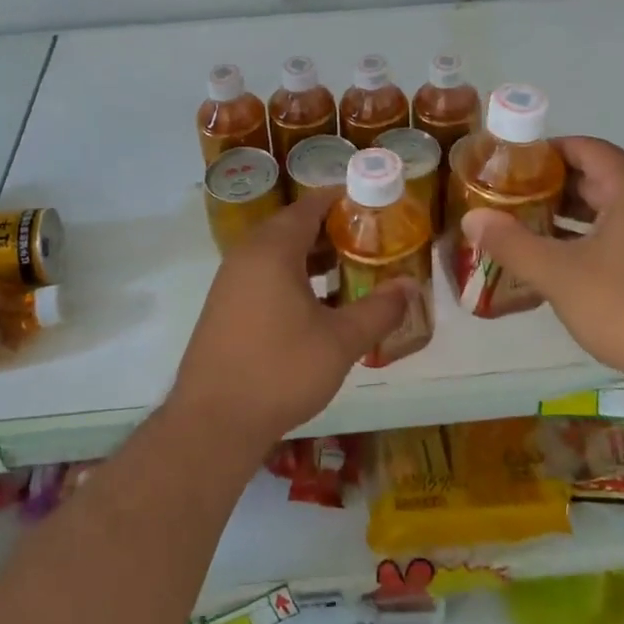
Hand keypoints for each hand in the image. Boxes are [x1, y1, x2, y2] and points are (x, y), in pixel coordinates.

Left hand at [170, 190, 415, 454]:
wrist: (212, 423)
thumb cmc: (280, 371)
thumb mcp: (341, 341)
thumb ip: (379, 309)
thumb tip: (410, 285)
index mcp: (273, 249)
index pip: (311, 205)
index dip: (345, 200)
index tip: (377, 206)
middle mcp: (248, 255)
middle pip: (295, 226)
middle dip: (335, 230)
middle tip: (373, 241)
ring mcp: (232, 281)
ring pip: (280, 253)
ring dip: (315, 256)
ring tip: (354, 270)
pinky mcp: (226, 306)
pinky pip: (266, 274)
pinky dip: (295, 276)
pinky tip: (321, 305)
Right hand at [460, 137, 623, 392]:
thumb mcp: (558, 274)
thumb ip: (512, 243)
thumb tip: (471, 218)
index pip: (588, 149)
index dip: (547, 150)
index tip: (511, 163)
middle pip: (601, 177)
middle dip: (555, 185)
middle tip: (511, 196)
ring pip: (614, 208)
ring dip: (573, 214)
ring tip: (529, 225)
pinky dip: (595, 236)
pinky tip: (566, 260)